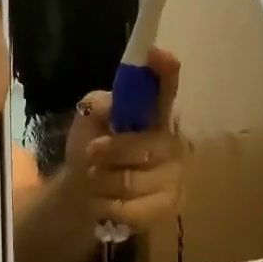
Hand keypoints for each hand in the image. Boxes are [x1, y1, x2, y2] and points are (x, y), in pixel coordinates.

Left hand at [63, 48, 185, 229]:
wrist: (87, 192)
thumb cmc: (93, 147)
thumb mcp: (88, 120)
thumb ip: (99, 107)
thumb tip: (107, 106)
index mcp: (153, 112)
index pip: (166, 87)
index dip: (165, 72)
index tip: (158, 53)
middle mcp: (172, 140)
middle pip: (146, 144)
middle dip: (113, 150)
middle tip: (90, 153)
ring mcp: (175, 174)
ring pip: (134, 179)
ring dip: (103, 180)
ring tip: (94, 179)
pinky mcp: (169, 206)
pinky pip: (133, 208)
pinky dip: (108, 206)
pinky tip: (104, 202)